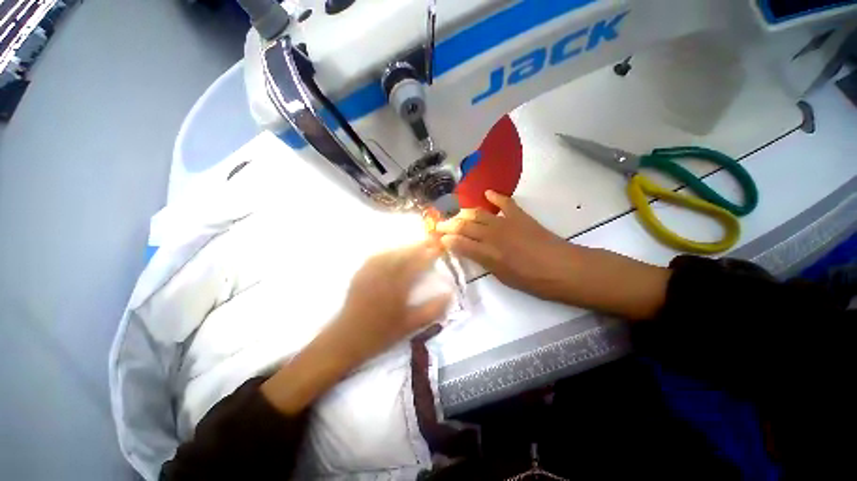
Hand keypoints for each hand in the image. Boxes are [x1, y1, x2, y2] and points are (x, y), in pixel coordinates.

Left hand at [262, 241, 449, 414]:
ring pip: (390, 253)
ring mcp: (370, 273)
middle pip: (403, 254)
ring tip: (414, 246)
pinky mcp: (360, 274)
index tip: (439, 249)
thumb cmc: (380, 334)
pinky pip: (376, 257)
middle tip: (429, 242)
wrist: (346, 339)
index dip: (428, 255)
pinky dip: (388, 252)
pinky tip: (392, 253)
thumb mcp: (410, 326)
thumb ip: (431, 310)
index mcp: (396, 286)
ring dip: (404, 248)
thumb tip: (449, 294)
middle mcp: (383, 274)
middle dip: (417, 246)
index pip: (416, 264)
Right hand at [436, 191, 576, 301]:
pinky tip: (487, 193)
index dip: (446, 240)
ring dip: (464, 213)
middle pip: (464, 226)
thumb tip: (469, 251)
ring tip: (456, 215)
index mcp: (487, 254)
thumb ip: (483, 261)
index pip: (459, 243)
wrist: (564, 268)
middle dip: (448, 225)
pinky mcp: (519, 216)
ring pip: (478, 213)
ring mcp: (506, 222)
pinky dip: (495, 196)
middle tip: (439, 225)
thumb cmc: (532, 280)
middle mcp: (492, 235)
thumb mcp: (502, 276)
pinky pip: (505, 202)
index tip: (438, 239)